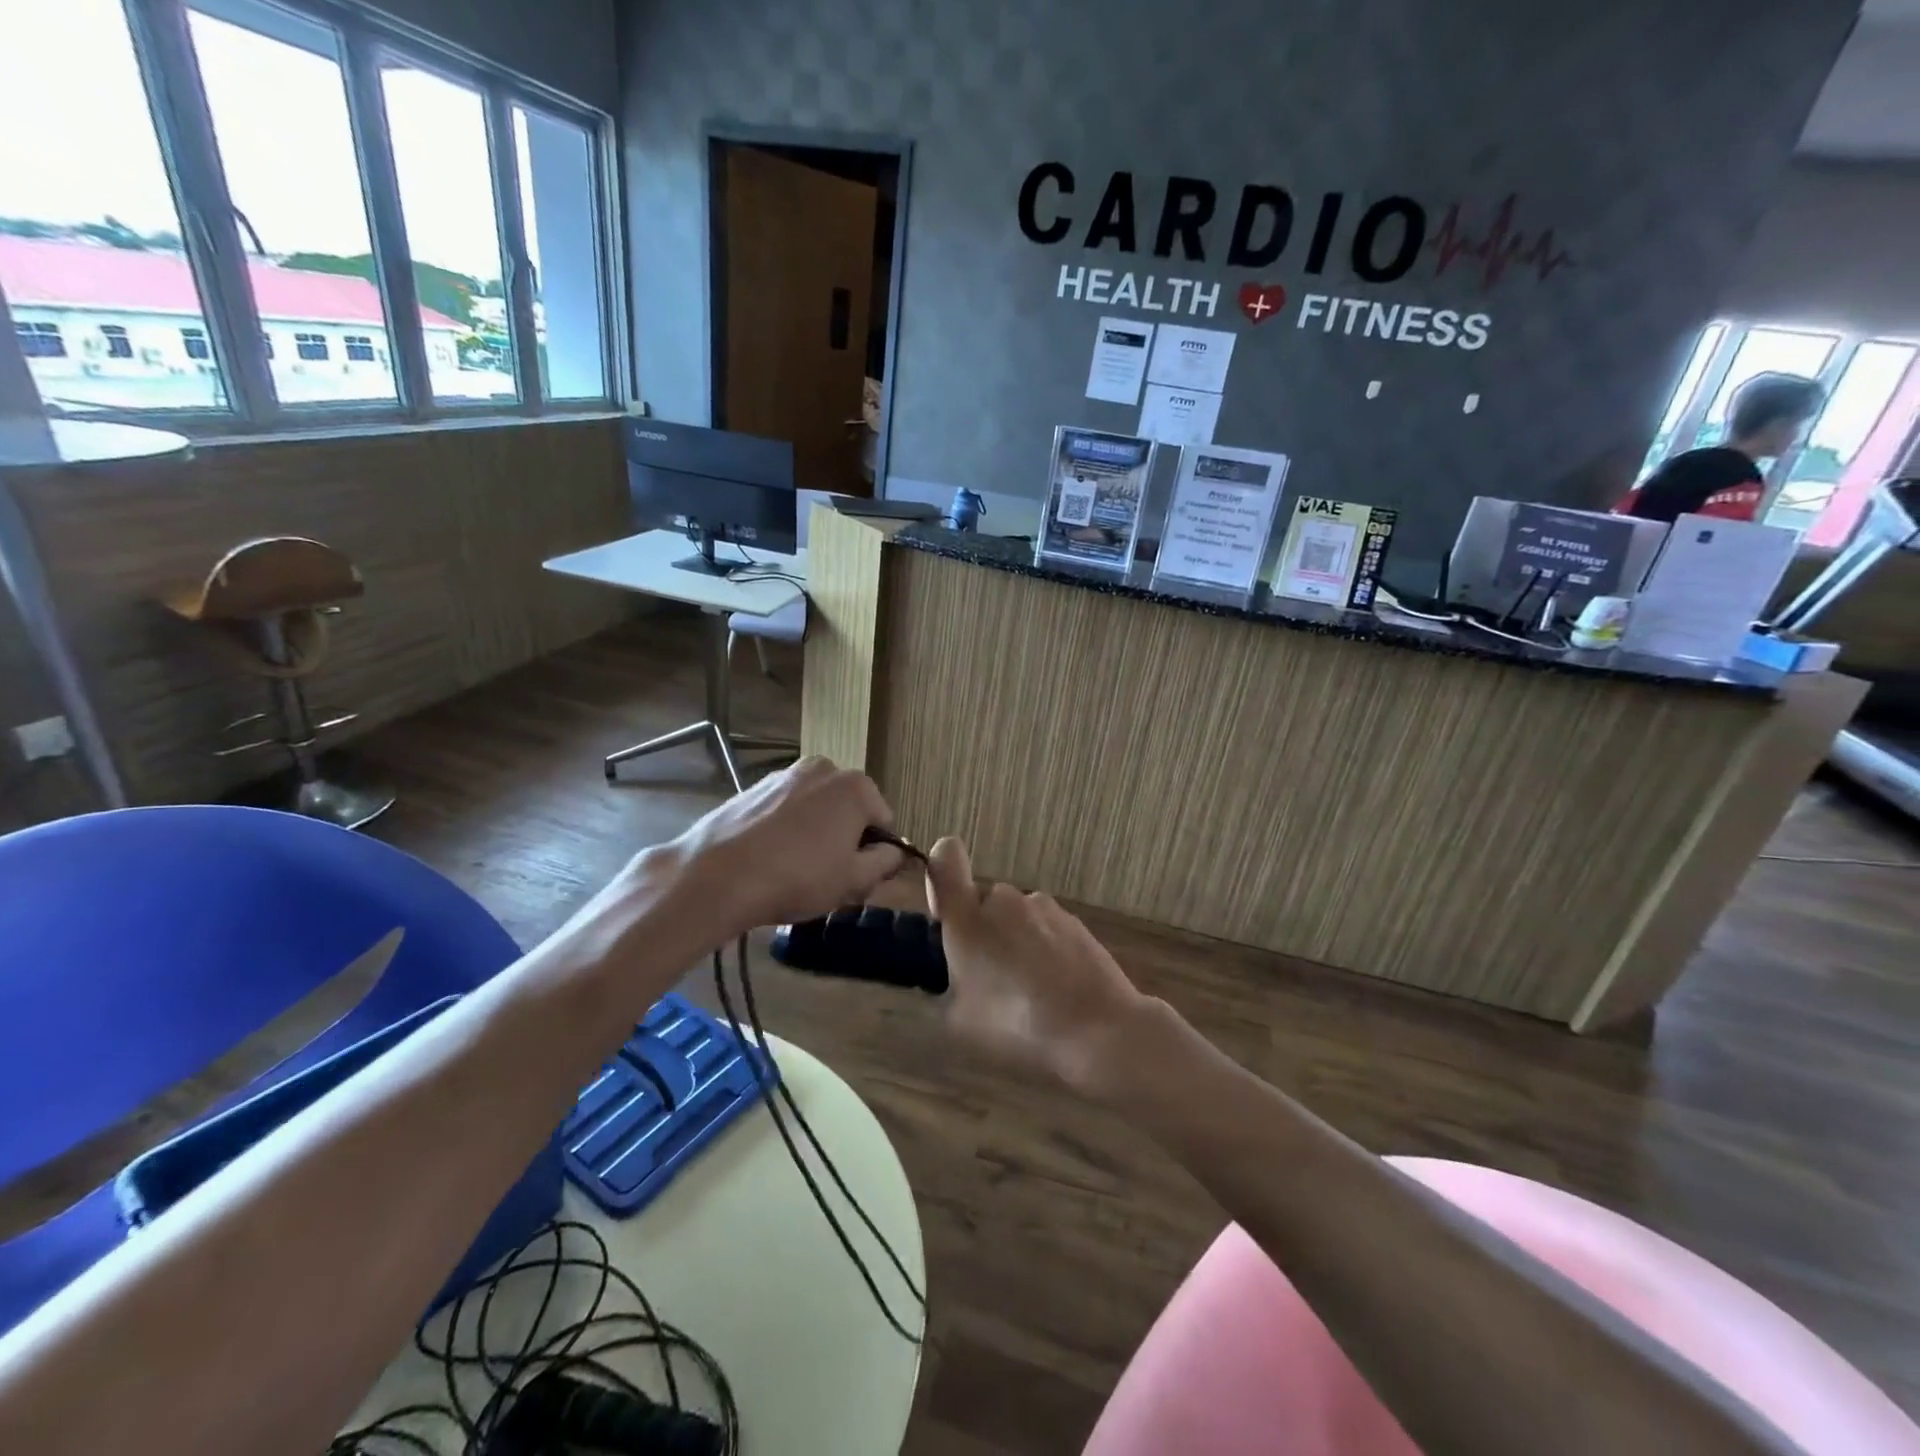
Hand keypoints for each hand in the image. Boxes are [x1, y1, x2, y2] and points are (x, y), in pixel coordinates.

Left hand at [666, 756, 904, 934]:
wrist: (717, 876)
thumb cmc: (798, 877)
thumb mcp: (854, 880)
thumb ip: (885, 862)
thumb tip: (895, 852)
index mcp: (857, 787)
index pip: (884, 823)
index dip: (876, 856)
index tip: (857, 881)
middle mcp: (825, 769)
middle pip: (850, 811)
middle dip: (845, 841)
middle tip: (828, 879)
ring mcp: (786, 774)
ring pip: (816, 809)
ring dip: (816, 835)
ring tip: (794, 871)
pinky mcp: (754, 787)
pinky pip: (786, 810)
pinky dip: (786, 830)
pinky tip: (769, 859)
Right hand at [925, 837, 1152, 1096]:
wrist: (1097, 1029)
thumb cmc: (1017, 1025)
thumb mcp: (960, 1020)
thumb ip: (945, 986)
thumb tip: (951, 976)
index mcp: (968, 917)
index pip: (945, 858)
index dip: (941, 869)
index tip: (945, 908)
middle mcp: (1004, 899)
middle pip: (983, 901)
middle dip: (983, 931)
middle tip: (989, 978)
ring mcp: (1044, 907)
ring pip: (1016, 916)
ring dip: (1015, 941)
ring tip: (1029, 991)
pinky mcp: (1075, 921)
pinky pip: (1046, 928)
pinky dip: (1045, 949)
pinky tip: (1057, 988)